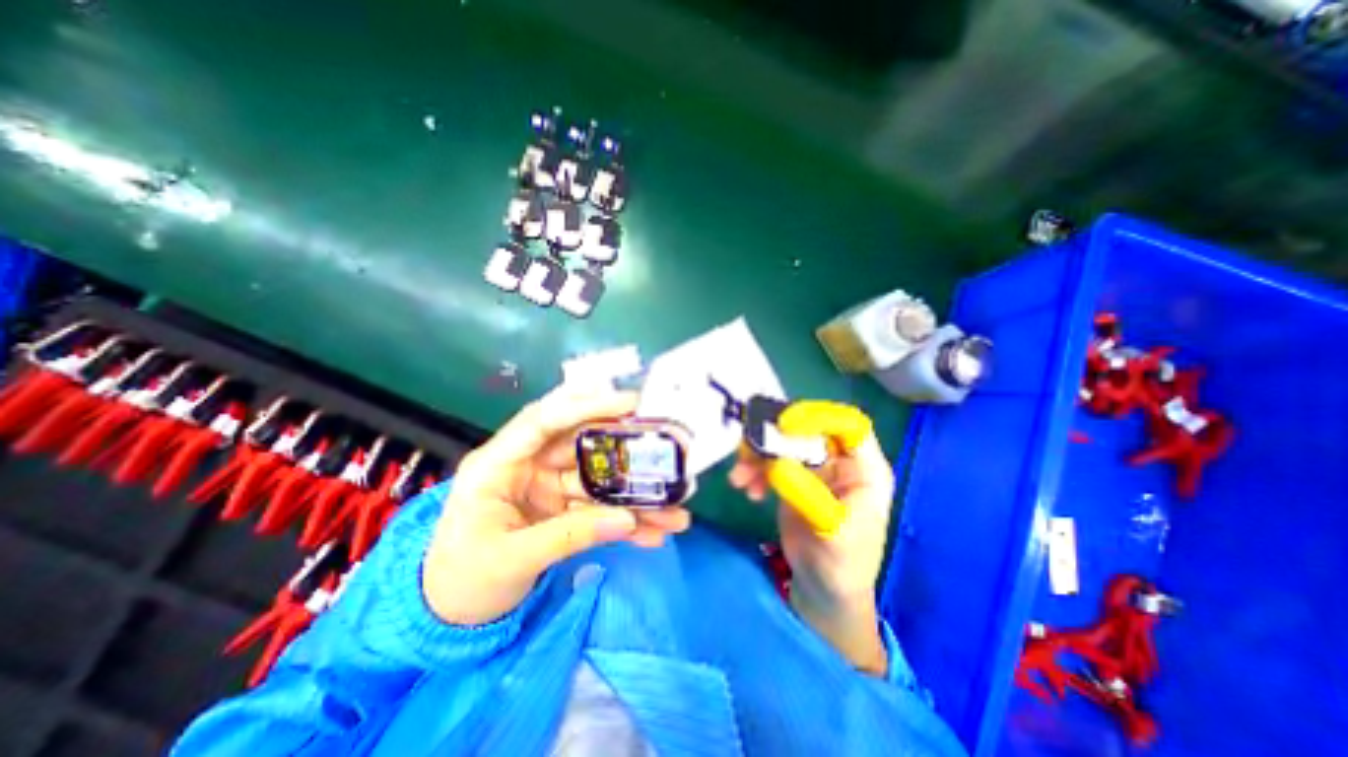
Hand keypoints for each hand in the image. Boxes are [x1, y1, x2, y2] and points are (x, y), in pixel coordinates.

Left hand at [422, 386, 692, 624]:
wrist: (448, 617)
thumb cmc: (461, 580)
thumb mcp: (511, 559)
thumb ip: (568, 536)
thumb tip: (627, 520)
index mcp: (499, 464)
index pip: (544, 420)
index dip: (587, 406)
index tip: (629, 403)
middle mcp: (528, 466)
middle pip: (583, 446)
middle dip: (626, 450)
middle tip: (665, 449)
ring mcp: (548, 487)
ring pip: (599, 480)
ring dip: (635, 495)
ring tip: (674, 510)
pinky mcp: (562, 508)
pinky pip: (599, 508)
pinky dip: (625, 520)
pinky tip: (654, 532)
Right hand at [728, 401, 893, 674]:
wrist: (824, 590)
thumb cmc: (843, 565)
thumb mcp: (831, 531)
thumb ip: (807, 495)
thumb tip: (776, 463)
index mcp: (864, 469)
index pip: (847, 424)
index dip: (818, 417)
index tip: (785, 425)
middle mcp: (840, 462)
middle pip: (807, 431)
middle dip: (776, 437)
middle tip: (750, 447)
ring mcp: (815, 470)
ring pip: (784, 445)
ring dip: (758, 455)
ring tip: (739, 476)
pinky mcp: (793, 479)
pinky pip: (770, 462)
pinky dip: (755, 470)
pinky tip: (748, 489)